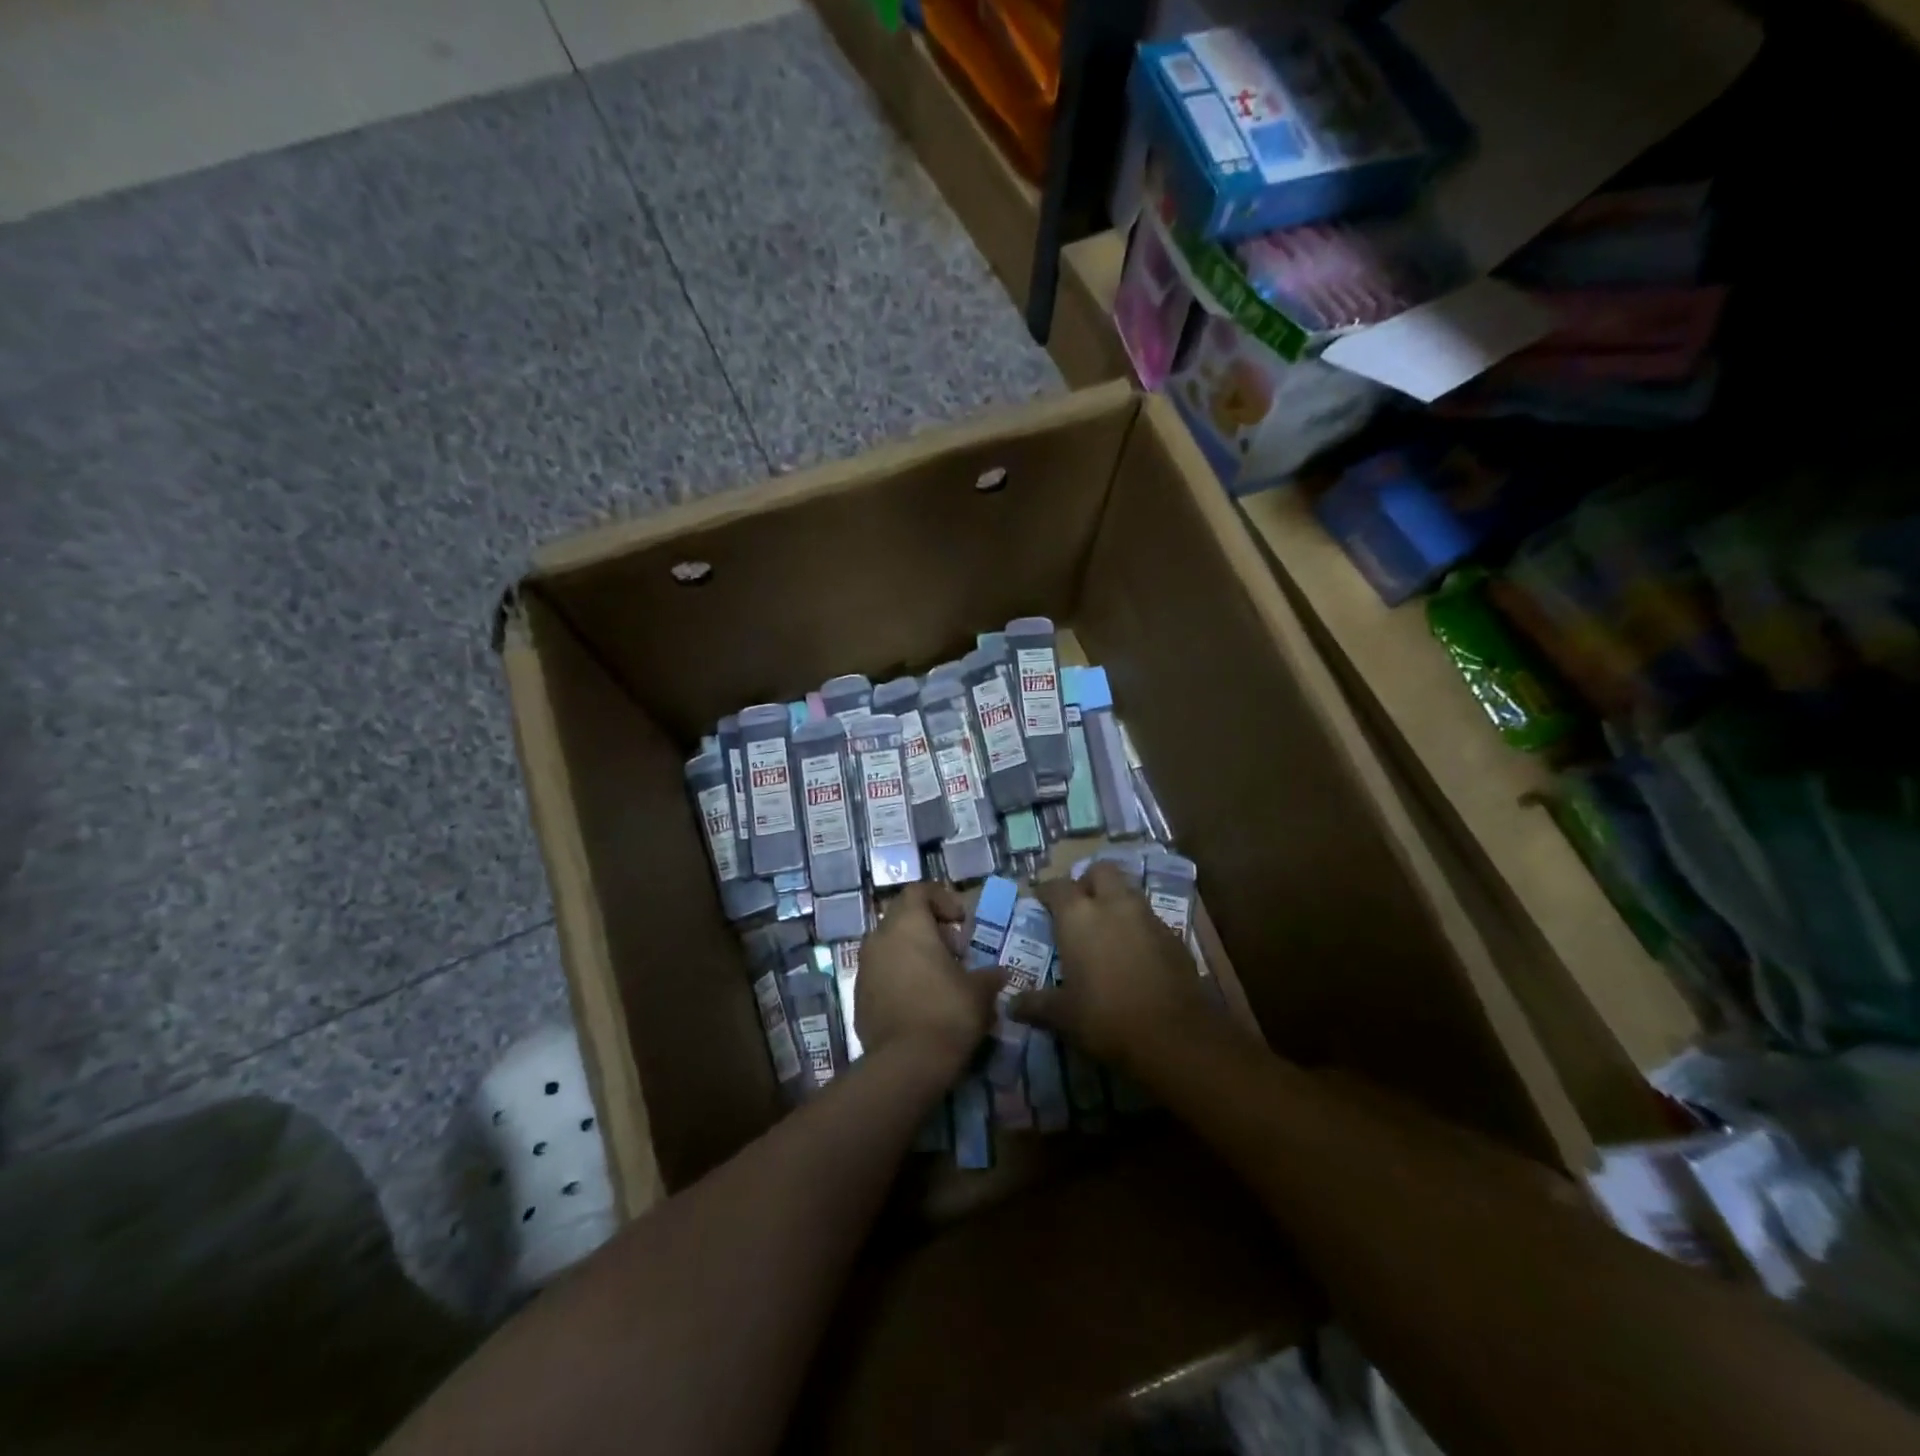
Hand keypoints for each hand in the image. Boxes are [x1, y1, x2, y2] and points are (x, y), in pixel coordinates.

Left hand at [856, 883, 1004, 1066]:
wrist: (907, 1063)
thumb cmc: (948, 1012)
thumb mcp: (979, 991)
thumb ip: (989, 975)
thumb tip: (1000, 973)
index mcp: (908, 924)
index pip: (919, 891)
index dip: (942, 900)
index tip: (961, 922)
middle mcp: (880, 938)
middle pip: (903, 916)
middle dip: (930, 928)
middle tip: (955, 952)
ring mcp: (865, 967)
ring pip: (890, 945)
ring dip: (914, 953)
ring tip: (940, 978)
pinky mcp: (859, 995)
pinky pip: (882, 972)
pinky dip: (900, 976)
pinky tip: (921, 1001)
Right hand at [1013, 863, 1212, 1068]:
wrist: (1174, 1036)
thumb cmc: (1106, 1019)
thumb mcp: (1063, 1016)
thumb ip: (1037, 1005)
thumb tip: (1011, 1006)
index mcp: (1079, 916)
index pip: (1057, 886)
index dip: (1047, 892)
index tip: (1041, 902)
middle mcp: (1113, 905)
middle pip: (1100, 871)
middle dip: (1088, 882)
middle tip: (1080, 906)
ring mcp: (1148, 917)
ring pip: (1128, 891)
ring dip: (1116, 901)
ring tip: (1107, 928)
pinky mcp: (1174, 936)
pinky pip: (1150, 919)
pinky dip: (1139, 926)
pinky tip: (1135, 953)